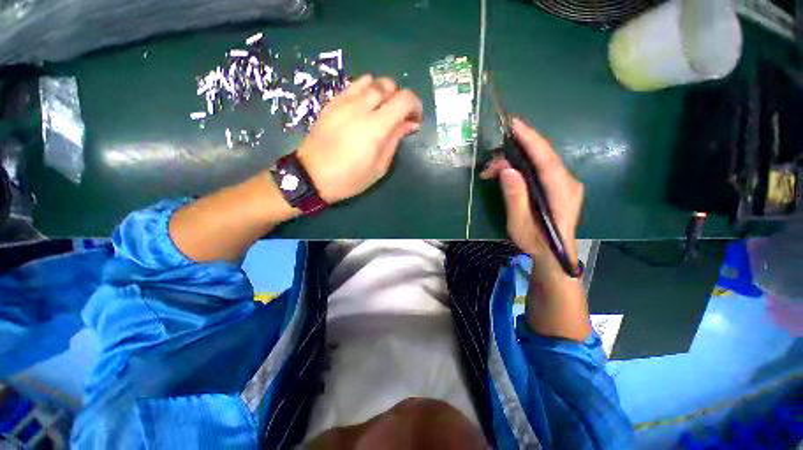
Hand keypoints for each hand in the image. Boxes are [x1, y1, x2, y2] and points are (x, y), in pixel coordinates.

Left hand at [297, 75, 422, 203]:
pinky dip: (364, 92)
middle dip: (399, 97)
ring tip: (380, 111)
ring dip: (382, 92)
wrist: (312, 176)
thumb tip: (409, 123)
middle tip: (398, 117)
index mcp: (375, 127)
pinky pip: (353, 86)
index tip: (415, 120)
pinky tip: (363, 109)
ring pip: (370, 80)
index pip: (404, 99)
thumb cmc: (349, 178)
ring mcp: (343, 102)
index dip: (416, 106)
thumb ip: (395, 140)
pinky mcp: (331, 102)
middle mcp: (360, 107)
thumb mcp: (379, 167)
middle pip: (388, 84)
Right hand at [480, 118, 582, 275]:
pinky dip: (523, 165)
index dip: (530, 139)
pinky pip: (541, 168)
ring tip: (492, 170)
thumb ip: (515, 196)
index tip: (513, 124)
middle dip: (516, 150)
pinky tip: (507, 173)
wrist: (554, 255)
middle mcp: (568, 182)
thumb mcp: (519, 224)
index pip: (546, 159)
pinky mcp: (560, 186)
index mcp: (561, 192)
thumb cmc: (535, 242)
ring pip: (541, 161)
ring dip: (516, 159)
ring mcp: (566, 183)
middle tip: (490, 161)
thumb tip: (507, 169)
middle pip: (543, 156)